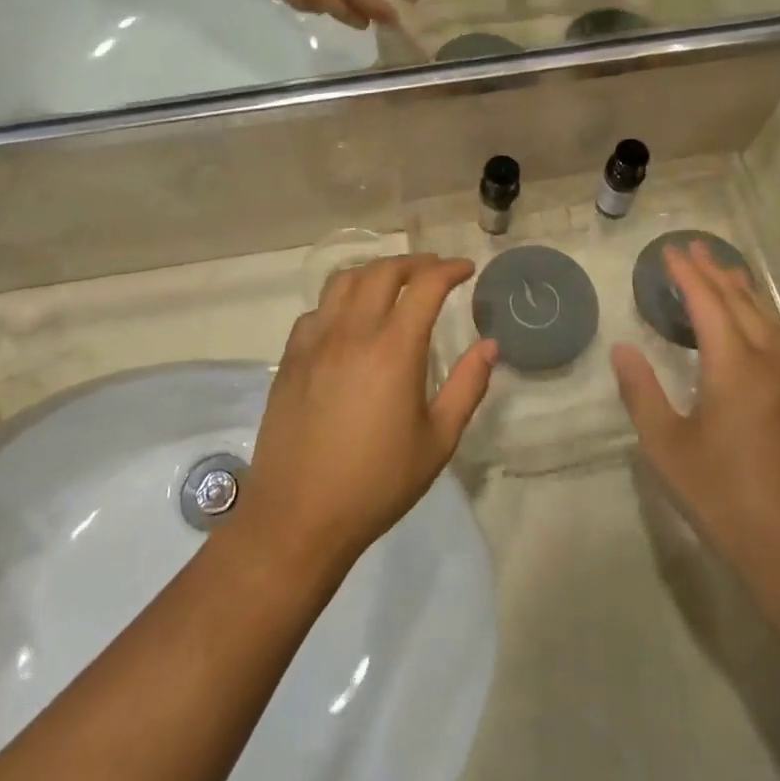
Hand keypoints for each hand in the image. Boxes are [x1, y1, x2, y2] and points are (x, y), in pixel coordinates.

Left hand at [236, 255, 495, 571]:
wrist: (299, 518)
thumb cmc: (377, 484)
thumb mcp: (438, 442)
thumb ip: (467, 387)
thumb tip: (490, 346)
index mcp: (393, 350)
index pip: (425, 286)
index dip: (449, 269)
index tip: (466, 270)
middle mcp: (352, 333)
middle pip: (383, 271)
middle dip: (415, 262)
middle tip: (435, 271)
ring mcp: (315, 342)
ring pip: (343, 281)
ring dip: (374, 272)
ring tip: (393, 284)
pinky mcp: (290, 358)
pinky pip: (316, 310)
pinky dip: (340, 301)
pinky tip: (349, 322)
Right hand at [614, 242, 779, 579]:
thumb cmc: (726, 498)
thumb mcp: (668, 448)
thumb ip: (642, 393)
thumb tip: (622, 349)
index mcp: (735, 367)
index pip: (709, 304)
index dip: (687, 275)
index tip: (669, 251)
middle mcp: (769, 364)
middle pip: (742, 304)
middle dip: (717, 272)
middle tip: (695, 247)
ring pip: (767, 320)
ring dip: (743, 291)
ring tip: (726, 272)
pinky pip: (778, 340)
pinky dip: (759, 316)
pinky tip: (753, 327)